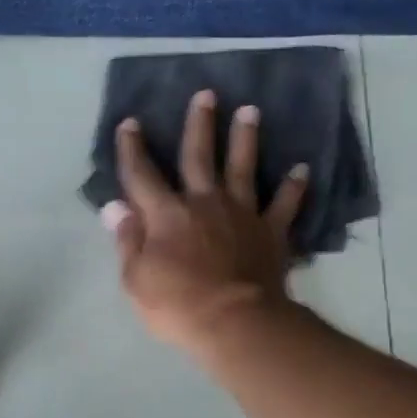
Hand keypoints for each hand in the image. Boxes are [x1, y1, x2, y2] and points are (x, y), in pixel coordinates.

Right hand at [101, 89, 308, 351]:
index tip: (130, 123)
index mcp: (166, 215)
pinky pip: (284, 204)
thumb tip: (115, 206)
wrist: (236, 323)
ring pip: (243, 168)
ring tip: (251, 111)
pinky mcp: (271, 232)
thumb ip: (127, 240)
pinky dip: (293, 187)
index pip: (142, 175)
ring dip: (246, 138)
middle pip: (199, 157)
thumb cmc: (178, 306)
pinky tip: (302, 169)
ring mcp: (241, 214)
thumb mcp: (136, 279)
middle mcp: (204, 203)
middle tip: (206, 94)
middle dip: (199, 124)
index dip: (133, 149)